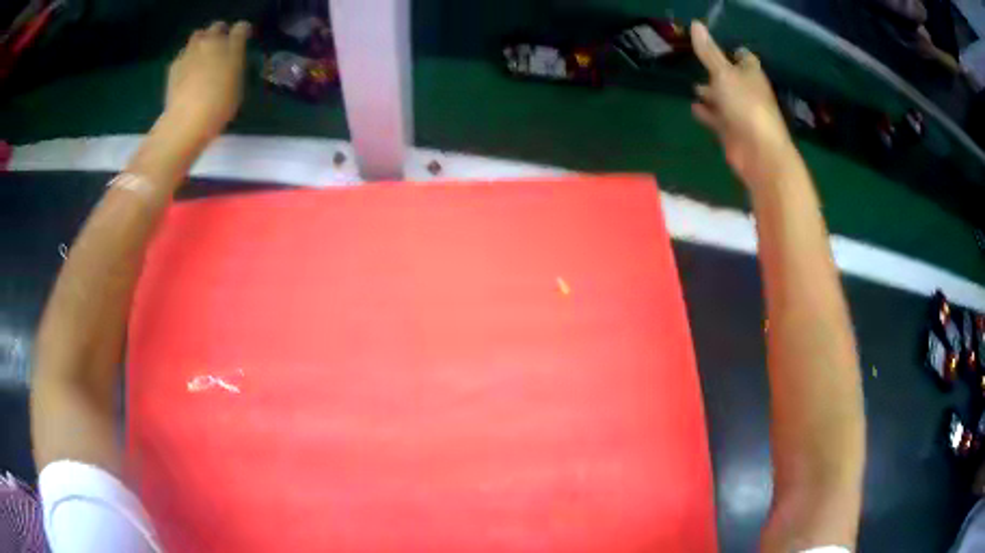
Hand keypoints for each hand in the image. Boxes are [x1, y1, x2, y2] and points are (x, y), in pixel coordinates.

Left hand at [165, 21, 250, 142]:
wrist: (186, 122)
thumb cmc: (219, 107)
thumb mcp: (237, 85)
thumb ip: (235, 66)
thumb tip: (230, 61)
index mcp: (232, 47)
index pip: (241, 28)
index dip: (242, 32)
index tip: (243, 39)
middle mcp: (211, 43)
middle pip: (216, 27)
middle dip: (220, 33)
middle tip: (220, 47)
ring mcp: (190, 52)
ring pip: (198, 36)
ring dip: (201, 42)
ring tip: (202, 56)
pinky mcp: (174, 65)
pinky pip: (183, 54)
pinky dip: (187, 59)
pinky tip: (187, 72)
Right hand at [690, 22, 798, 188]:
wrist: (759, 153)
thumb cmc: (746, 107)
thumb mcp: (724, 73)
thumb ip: (709, 52)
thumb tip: (696, 24)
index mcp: (751, 75)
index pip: (744, 58)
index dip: (733, 52)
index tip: (715, 46)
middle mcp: (747, 92)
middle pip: (731, 78)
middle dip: (717, 72)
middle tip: (698, 64)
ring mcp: (740, 113)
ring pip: (723, 98)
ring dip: (710, 92)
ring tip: (691, 84)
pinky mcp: (731, 132)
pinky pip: (716, 118)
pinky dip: (706, 112)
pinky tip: (693, 107)